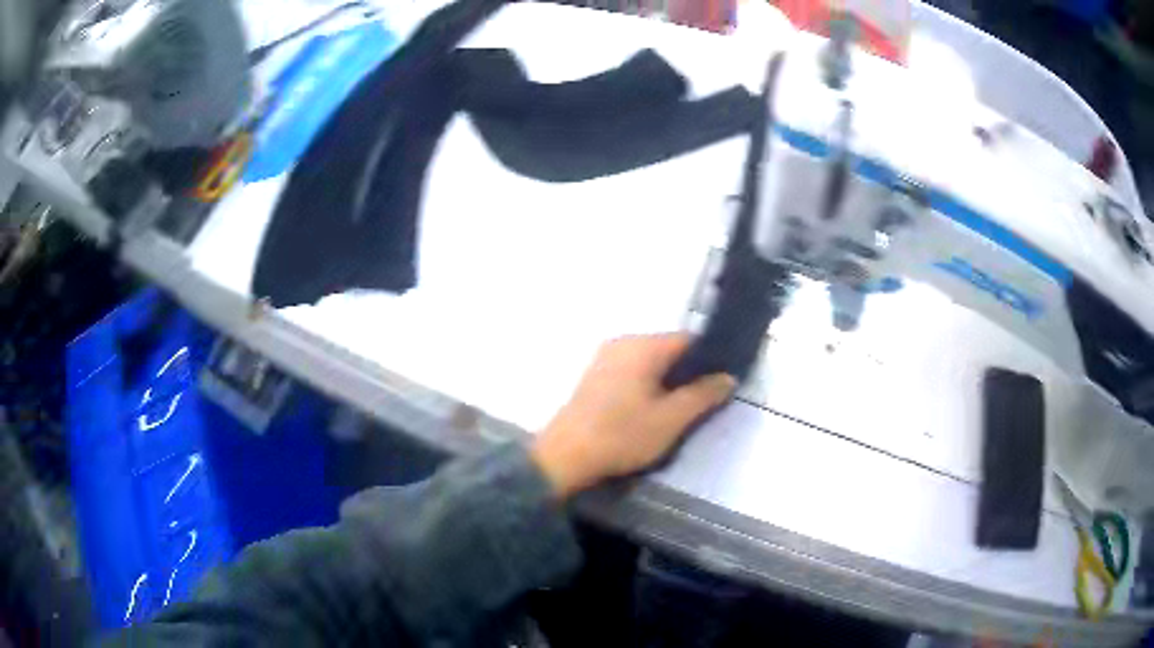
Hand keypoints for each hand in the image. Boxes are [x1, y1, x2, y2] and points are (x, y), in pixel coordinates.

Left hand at [531, 333, 735, 497]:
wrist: (564, 457)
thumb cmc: (621, 435)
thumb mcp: (671, 419)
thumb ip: (703, 395)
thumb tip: (728, 377)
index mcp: (642, 346)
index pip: (688, 340)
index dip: (710, 359)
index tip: (721, 383)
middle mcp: (622, 343)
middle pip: (668, 350)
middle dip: (688, 373)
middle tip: (702, 403)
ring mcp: (604, 358)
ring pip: (650, 363)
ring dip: (667, 382)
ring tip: (678, 412)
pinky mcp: (594, 377)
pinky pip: (631, 372)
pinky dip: (646, 386)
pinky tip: (650, 412)